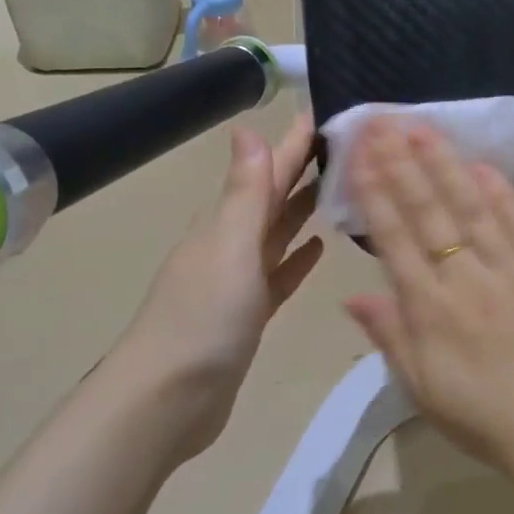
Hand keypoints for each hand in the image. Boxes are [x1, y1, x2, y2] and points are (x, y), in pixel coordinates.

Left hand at [111, 113, 324, 457]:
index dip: (293, 145)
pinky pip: (277, 275)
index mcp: (224, 223)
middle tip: (344, 146)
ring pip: (276, 235)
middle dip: (303, 171)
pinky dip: (295, 259)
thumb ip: (245, 192)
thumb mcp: (230, 247)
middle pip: (272, 199)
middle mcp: (229, 245)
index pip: (266, 172)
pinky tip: (318, 248)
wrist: (169, 399)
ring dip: (302, 211)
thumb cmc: (203, 318)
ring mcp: (237, 282)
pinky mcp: (247, 315)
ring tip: (339, 188)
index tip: (325, 114)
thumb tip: (248, 128)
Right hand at [343, 120, 513, 475]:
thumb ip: (389, 335)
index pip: (396, 238)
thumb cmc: (480, 416)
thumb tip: (353, 294)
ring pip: (473, 209)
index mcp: (431, 310)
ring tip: (423, 128)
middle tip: (383, 121)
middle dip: (403, 163)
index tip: (359, 152)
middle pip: (430, 212)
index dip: (375, 191)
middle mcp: (468, 281)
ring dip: (446, 165)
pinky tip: (483, 164)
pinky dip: (503, 193)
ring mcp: (513, 273)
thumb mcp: (420, 387)